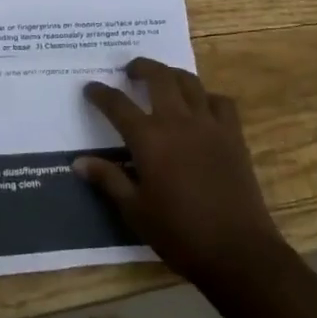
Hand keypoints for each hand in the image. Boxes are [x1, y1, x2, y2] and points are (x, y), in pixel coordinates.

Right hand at [75, 59, 286, 292]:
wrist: (237, 250)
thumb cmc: (179, 234)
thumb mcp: (135, 211)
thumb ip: (108, 179)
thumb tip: (79, 162)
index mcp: (149, 139)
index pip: (118, 105)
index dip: (101, 94)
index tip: (90, 88)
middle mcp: (178, 121)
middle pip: (158, 77)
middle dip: (141, 67)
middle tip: (130, 70)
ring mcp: (209, 124)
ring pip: (190, 82)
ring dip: (172, 74)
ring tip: (163, 78)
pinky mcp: (233, 135)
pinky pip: (220, 101)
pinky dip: (207, 96)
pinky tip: (201, 106)